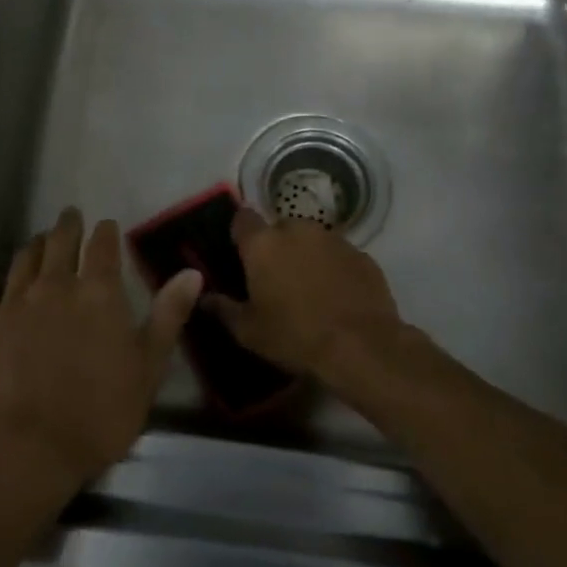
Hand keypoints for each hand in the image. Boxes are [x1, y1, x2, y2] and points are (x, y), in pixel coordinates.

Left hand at [0, 209, 203, 491]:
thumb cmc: (97, 414)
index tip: (106, 225)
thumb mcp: (147, 369)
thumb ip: (168, 317)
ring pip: (22, 260)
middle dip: (67, 226)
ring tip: (37, 242)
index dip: (106, 232)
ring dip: (33, 247)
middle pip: (59, 242)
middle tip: (70, 217)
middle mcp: (53, 286)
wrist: (24, 449)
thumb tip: (191, 272)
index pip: (103, 247)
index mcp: (97, 294)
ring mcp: (11, 303)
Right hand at [206, 208, 405, 377]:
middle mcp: (297, 230)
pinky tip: (336, 295)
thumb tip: (203, 298)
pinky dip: (333, 268)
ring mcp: (333, 239)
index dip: (240, 233)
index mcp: (263, 244)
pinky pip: (338, 255)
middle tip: (274, 277)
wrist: (362, 347)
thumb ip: (223, 309)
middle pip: (279, 228)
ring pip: (311, 239)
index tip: (240, 252)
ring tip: (308, 288)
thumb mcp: (248, 331)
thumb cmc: (295, 336)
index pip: (242, 218)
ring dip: (306, 255)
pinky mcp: (362, 255)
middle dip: (275, 246)